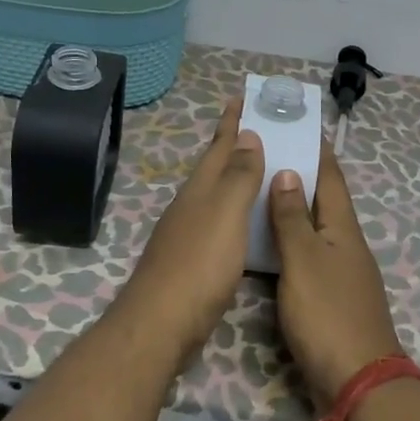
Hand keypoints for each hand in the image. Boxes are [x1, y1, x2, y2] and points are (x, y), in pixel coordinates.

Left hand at [122, 99, 264, 355]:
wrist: (162, 322)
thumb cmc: (199, 263)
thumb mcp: (225, 213)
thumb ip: (238, 176)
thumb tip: (247, 135)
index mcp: (201, 189)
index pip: (219, 146)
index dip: (231, 122)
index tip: (241, 98)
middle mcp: (192, 205)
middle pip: (214, 167)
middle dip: (233, 146)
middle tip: (256, 127)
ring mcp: (189, 233)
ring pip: (215, 194)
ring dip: (234, 177)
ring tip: (257, 168)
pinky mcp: (193, 260)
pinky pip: (219, 221)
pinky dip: (234, 211)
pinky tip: (244, 222)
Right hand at [267, 144, 403, 405]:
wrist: (357, 380)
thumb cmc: (327, 313)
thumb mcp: (304, 260)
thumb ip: (292, 218)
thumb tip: (289, 173)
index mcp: (343, 228)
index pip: (331, 178)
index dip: (318, 150)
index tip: (302, 124)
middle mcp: (346, 244)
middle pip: (324, 200)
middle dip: (302, 174)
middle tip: (271, 152)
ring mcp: (341, 272)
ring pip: (316, 228)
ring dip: (295, 207)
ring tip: (263, 190)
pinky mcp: (332, 297)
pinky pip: (309, 254)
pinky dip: (292, 239)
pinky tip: (271, 243)